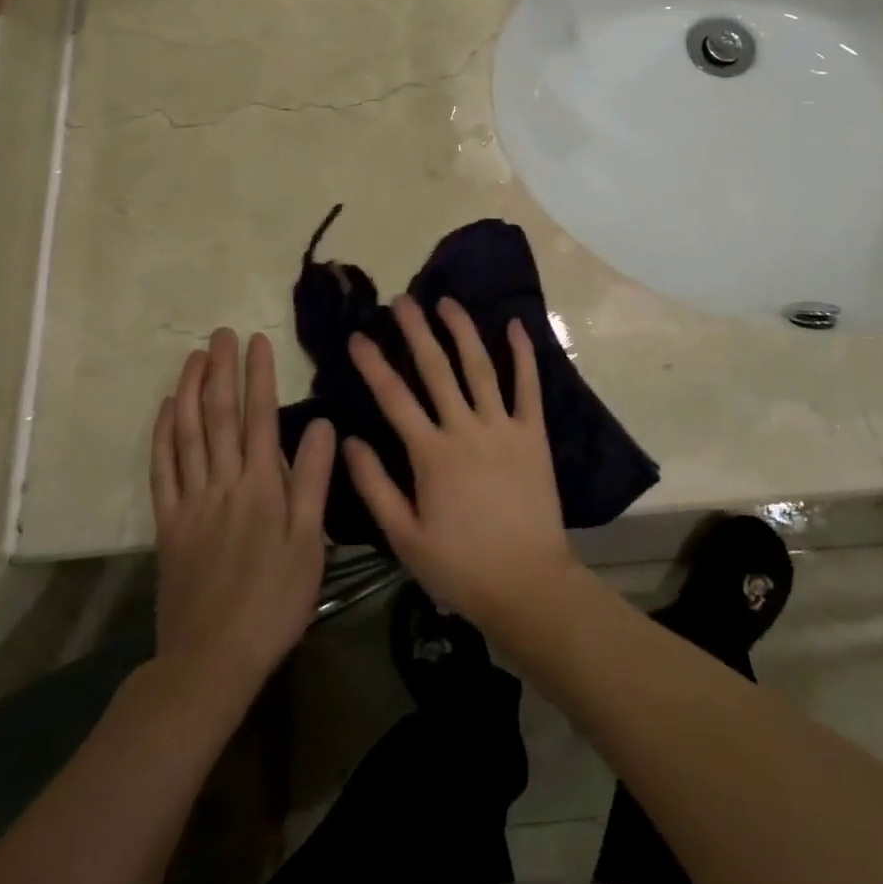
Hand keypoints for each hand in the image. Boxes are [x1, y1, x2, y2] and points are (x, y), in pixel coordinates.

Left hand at [149, 329, 335, 701]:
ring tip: (194, 357)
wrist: (213, 659)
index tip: (258, 340)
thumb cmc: (274, 601)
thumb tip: (322, 424)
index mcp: (261, 486)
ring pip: (187, 435)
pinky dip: (163, 435)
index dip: (259, 375)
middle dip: (221, 370)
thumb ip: (312, 480)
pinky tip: (167, 411)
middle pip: (220, 416)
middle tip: (221, 333)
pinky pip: (162, 470)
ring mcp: (190, 502)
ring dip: (191, 391)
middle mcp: (223, 483)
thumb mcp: (309, 543)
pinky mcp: (168, 525)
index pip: (260, 417)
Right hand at [343, 297, 579, 635]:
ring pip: (480, 367)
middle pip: (436, 369)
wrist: (526, 583)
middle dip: (416, 331)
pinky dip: (523, 354)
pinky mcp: (533, 434)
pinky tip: (515, 326)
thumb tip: (349, 441)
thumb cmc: (460, 566)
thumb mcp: (404, 537)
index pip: (394, 398)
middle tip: (402, 300)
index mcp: (431, 454)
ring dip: (462, 331)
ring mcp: (503, 427)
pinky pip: (528, 387)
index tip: (358, 336)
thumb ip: (375, 487)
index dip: (373, 365)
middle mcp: (465, 429)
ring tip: (447, 302)